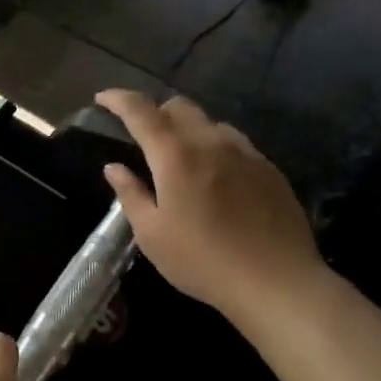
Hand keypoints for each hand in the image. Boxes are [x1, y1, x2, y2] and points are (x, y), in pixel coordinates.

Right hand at [93, 90, 323, 325]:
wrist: (277, 281)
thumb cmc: (203, 261)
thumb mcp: (152, 234)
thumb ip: (130, 194)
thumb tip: (114, 167)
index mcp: (176, 155)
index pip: (141, 111)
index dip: (118, 99)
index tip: (103, 99)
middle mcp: (211, 142)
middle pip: (179, 107)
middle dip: (155, 111)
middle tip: (141, 133)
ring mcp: (246, 152)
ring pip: (210, 122)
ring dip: (188, 129)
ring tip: (180, 156)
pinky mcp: (269, 168)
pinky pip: (235, 143)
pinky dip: (215, 147)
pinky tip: (216, 176)